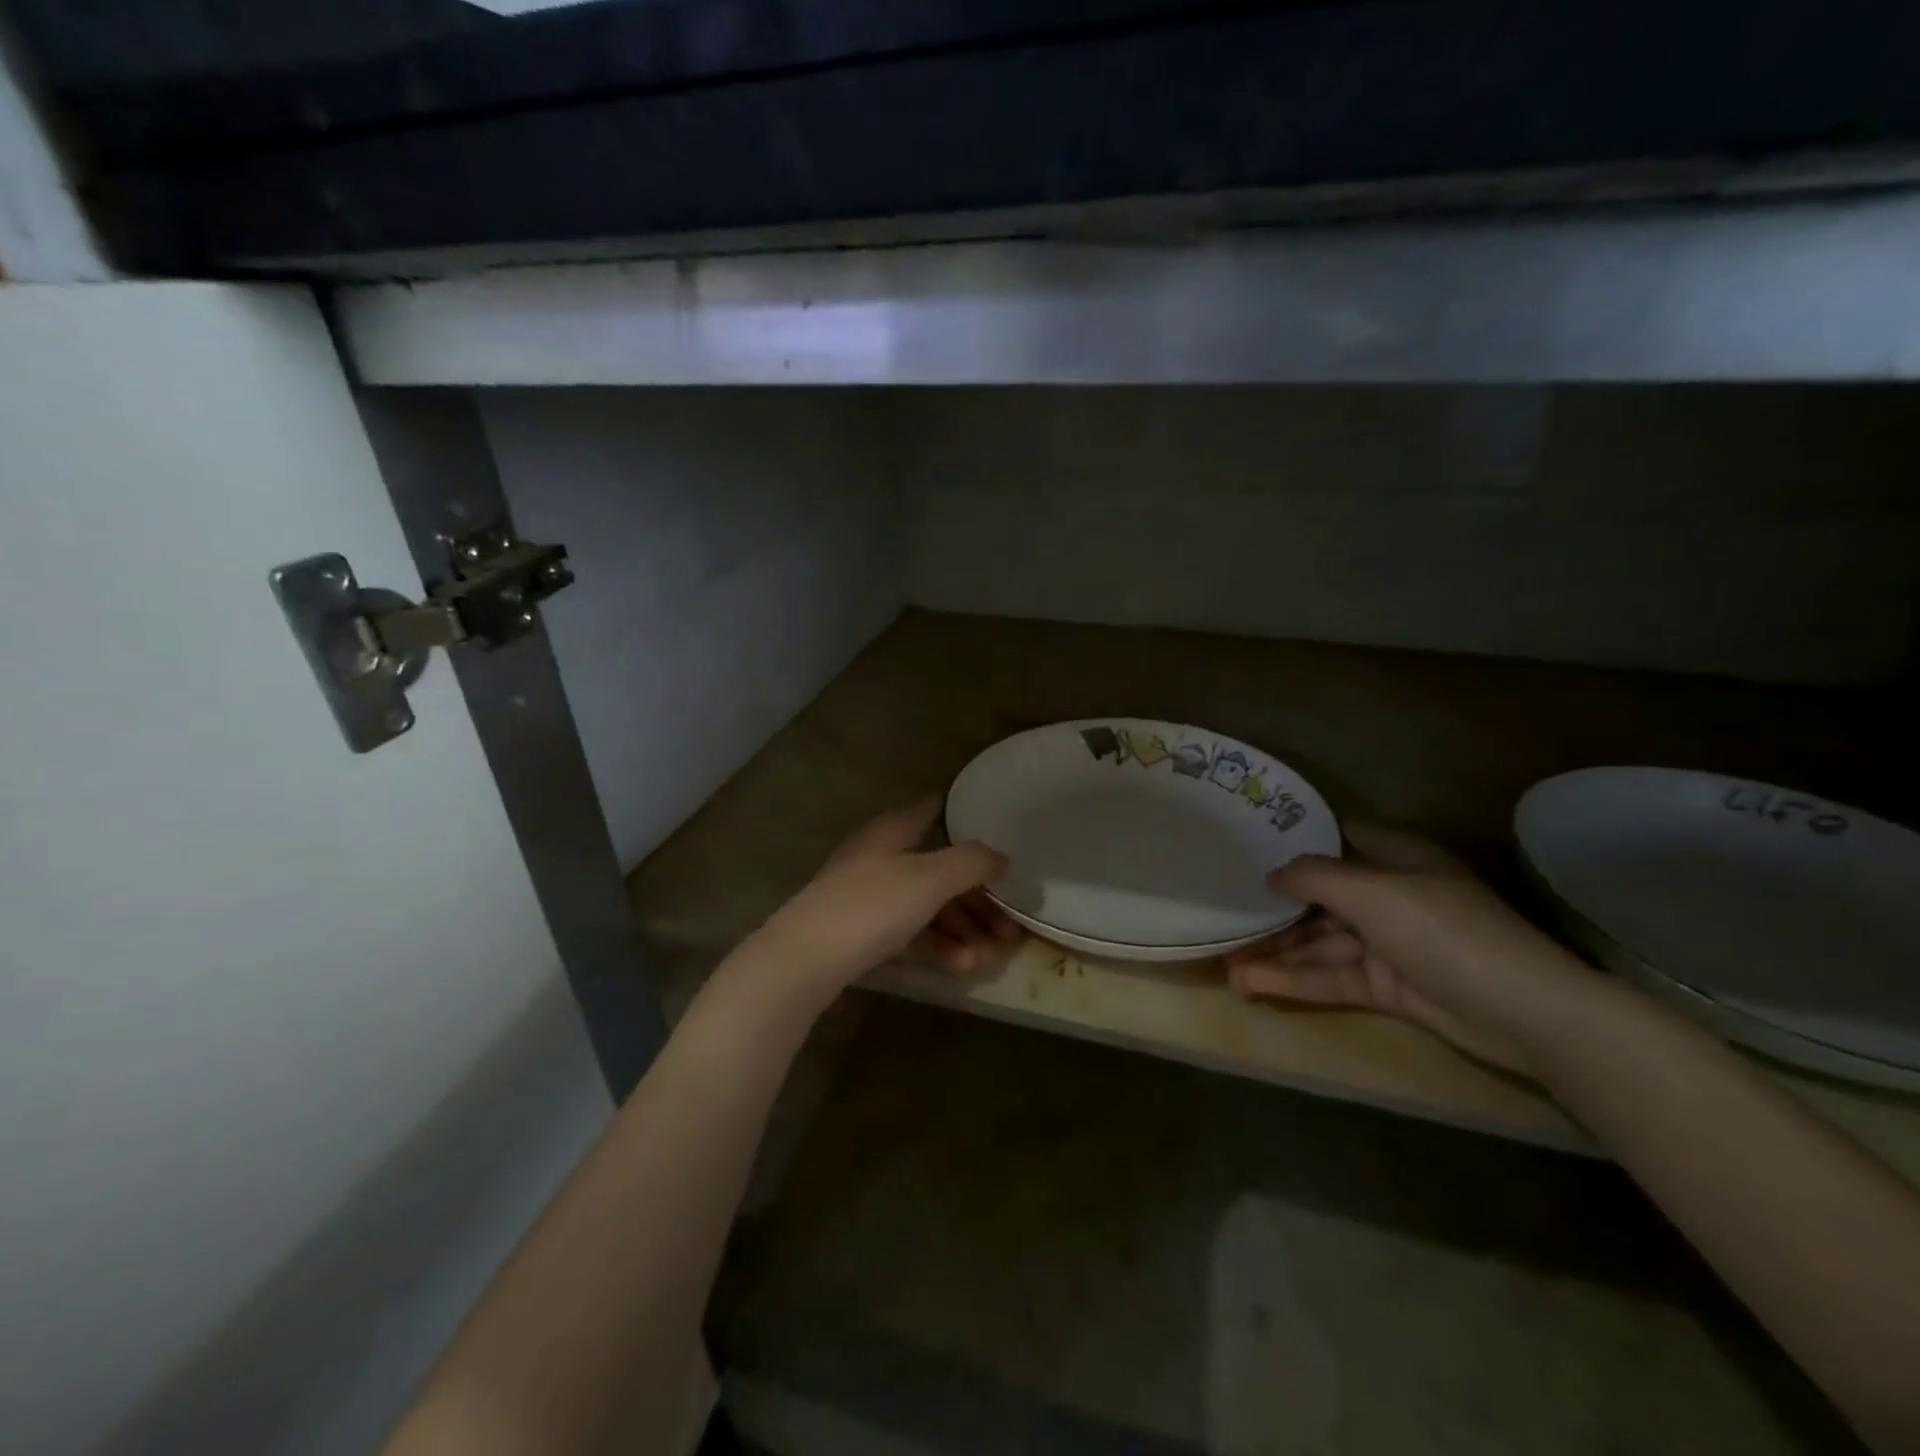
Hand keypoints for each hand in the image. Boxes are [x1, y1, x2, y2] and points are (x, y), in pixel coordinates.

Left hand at [741, 798, 1016, 1007]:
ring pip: (926, 904)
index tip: (994, 831)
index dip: (960, 815)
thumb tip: (1003, 857)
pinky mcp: (860, 930)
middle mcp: (880, 856)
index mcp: (892, 831)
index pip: (930, 809)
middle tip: (1011, 929)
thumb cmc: (871, 906)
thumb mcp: (930, 879)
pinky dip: (937, 944)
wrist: (803, 960)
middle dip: (977, 899)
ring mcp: (868, 894)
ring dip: (961, 928)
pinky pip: (909, 930)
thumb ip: (972, 862)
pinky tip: (959, 966)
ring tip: (987, 957)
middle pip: (938, 868)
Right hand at [1224, 824, 1603, 1078]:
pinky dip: (1293, 979)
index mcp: (1394, 858)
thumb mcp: (1373, 892)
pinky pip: (1330, 976)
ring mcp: (1386, 943)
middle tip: (1222, 915)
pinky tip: (1251, 982)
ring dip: (1274, 951)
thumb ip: (1314, 877)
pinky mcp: (1385, 986)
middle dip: (1272, 909)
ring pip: (1318, 942)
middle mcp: (1387, 895)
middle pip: (1318, 897)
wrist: (1524, 1013)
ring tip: (1224, 960)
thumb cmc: (1444, 931)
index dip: (1291, 842)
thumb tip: (1271, 874)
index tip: (1243, 847)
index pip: (1334, 840)